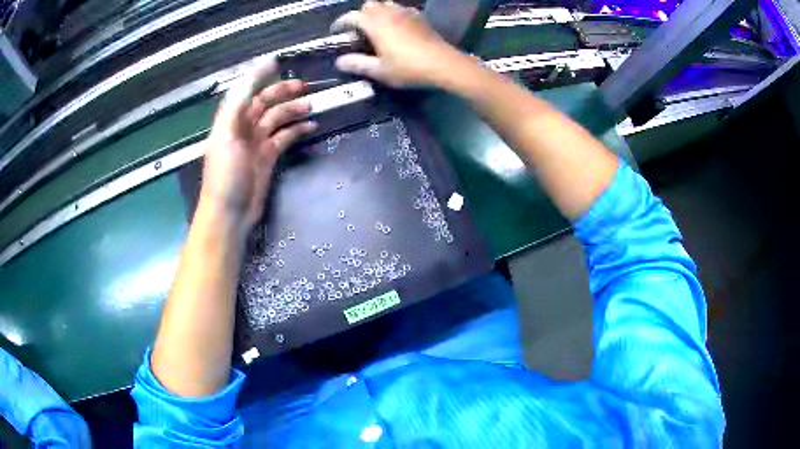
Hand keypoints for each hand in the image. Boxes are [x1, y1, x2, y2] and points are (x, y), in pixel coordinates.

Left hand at [199, 57, 316, 232]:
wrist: (230, 213)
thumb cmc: (225, 174)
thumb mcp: (226, 134)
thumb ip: (238, 102)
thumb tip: (255, 73)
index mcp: (231, 119)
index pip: (247, 91)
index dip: (259, 75)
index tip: (278, 62)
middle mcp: (243, 128)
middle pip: (264, 103)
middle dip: (283, 92)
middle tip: (305, 87)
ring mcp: (256, 143)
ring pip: (277, 119)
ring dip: (293, 111)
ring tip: (312, 105)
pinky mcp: (268, 158)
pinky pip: (284, 138)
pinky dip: (297, 131)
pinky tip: (311, 126)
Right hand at [332, 1, 464, 87]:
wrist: (443, 64)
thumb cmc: (408, 68)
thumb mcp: (379, 70)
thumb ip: (357, 64)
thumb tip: (339, 61)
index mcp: (375, 24)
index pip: (352, 17)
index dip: (341, 23)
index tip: (336, 31)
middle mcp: (389, 13)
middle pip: (369, 5)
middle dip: (360, 15)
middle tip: (358, 30)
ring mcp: (406, 12)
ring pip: (385, 4)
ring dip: (377, 12)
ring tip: (376, 27)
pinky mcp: (419, 17)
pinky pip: (401, 9)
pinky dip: (393, 14)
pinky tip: (396, 27)